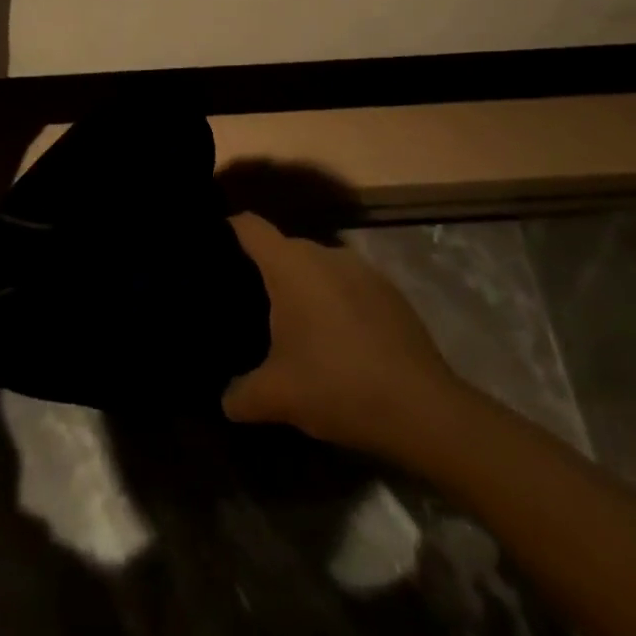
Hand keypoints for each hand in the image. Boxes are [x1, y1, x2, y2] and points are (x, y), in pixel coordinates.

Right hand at [223, 213, 463, 460]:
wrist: (423, 409)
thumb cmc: (337, 386)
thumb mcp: (276, 397)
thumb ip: (241, 394)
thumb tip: (226, 399)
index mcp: (290, 265)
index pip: (249, 226)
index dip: (227, 230)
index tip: (212, 250)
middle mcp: (325, 253)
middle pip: (284, 247)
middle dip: (266, 271)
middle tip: (249, 305)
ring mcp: (363, 269)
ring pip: (319, 267)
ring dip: (305, 289)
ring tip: (294, 326)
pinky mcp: (391, 291)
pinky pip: (348, 285)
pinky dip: (336, 302)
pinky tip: (338, 342)